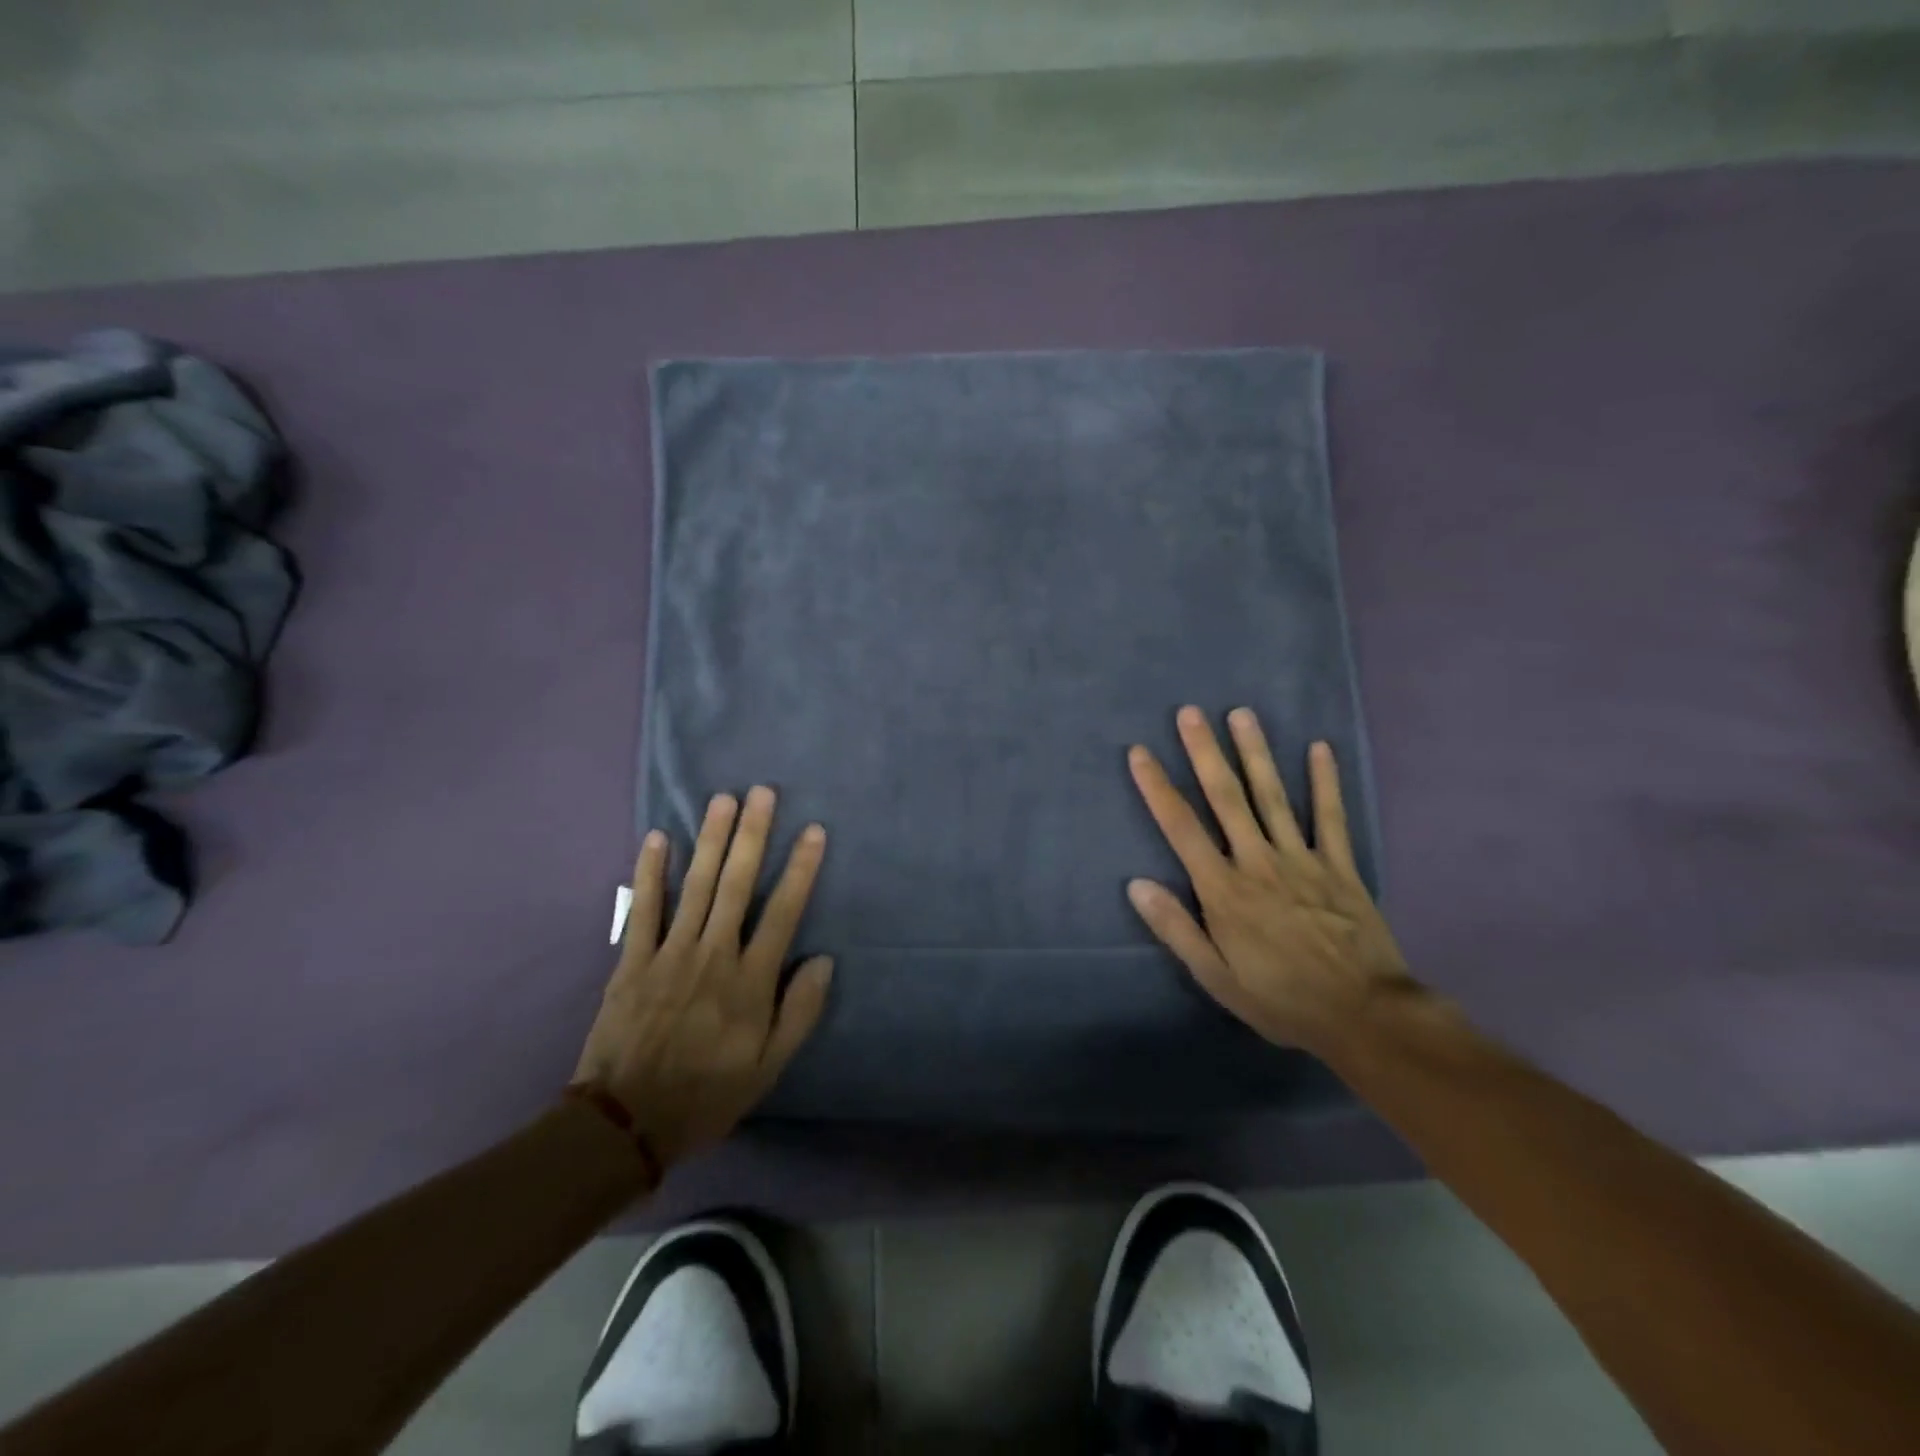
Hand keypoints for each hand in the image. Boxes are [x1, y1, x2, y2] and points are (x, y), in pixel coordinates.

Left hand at [574, 787, 832, 1167]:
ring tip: (723, 800)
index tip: (813, 831)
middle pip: (738, 884)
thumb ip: (799, 1012)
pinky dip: (650, 873)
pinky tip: (657, 839)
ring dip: (710, 839)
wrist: (626, 1124)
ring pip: (696, 885)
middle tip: (762, 793)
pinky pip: (644, 909)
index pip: (783, 912)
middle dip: (752, 835)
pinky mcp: (633, 961)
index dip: (801, 869)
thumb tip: (823, 959)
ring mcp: (670, 954)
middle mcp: (713, 955)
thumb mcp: (768, 1067)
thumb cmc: (707, 1094)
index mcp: (750, 981)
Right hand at [1126, 706, 1415, 1055]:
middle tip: (1190, 712)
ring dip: (1255, 753)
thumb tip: (1136, 884)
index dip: (1157, 787)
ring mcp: (1302, 860)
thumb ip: (1176, 928)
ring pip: (1273, 796)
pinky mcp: (1340, 867)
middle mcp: (1258, 862)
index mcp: (1224, 890)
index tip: (1140, 752)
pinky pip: (1331, 818)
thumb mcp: (1215, 977)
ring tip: (1241, 714)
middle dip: (1205, 753)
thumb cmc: (1280, 999)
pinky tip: (1319, 749)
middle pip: (1226, 798)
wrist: (1363, 1016)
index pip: (1181, 828)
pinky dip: (1325, 782)